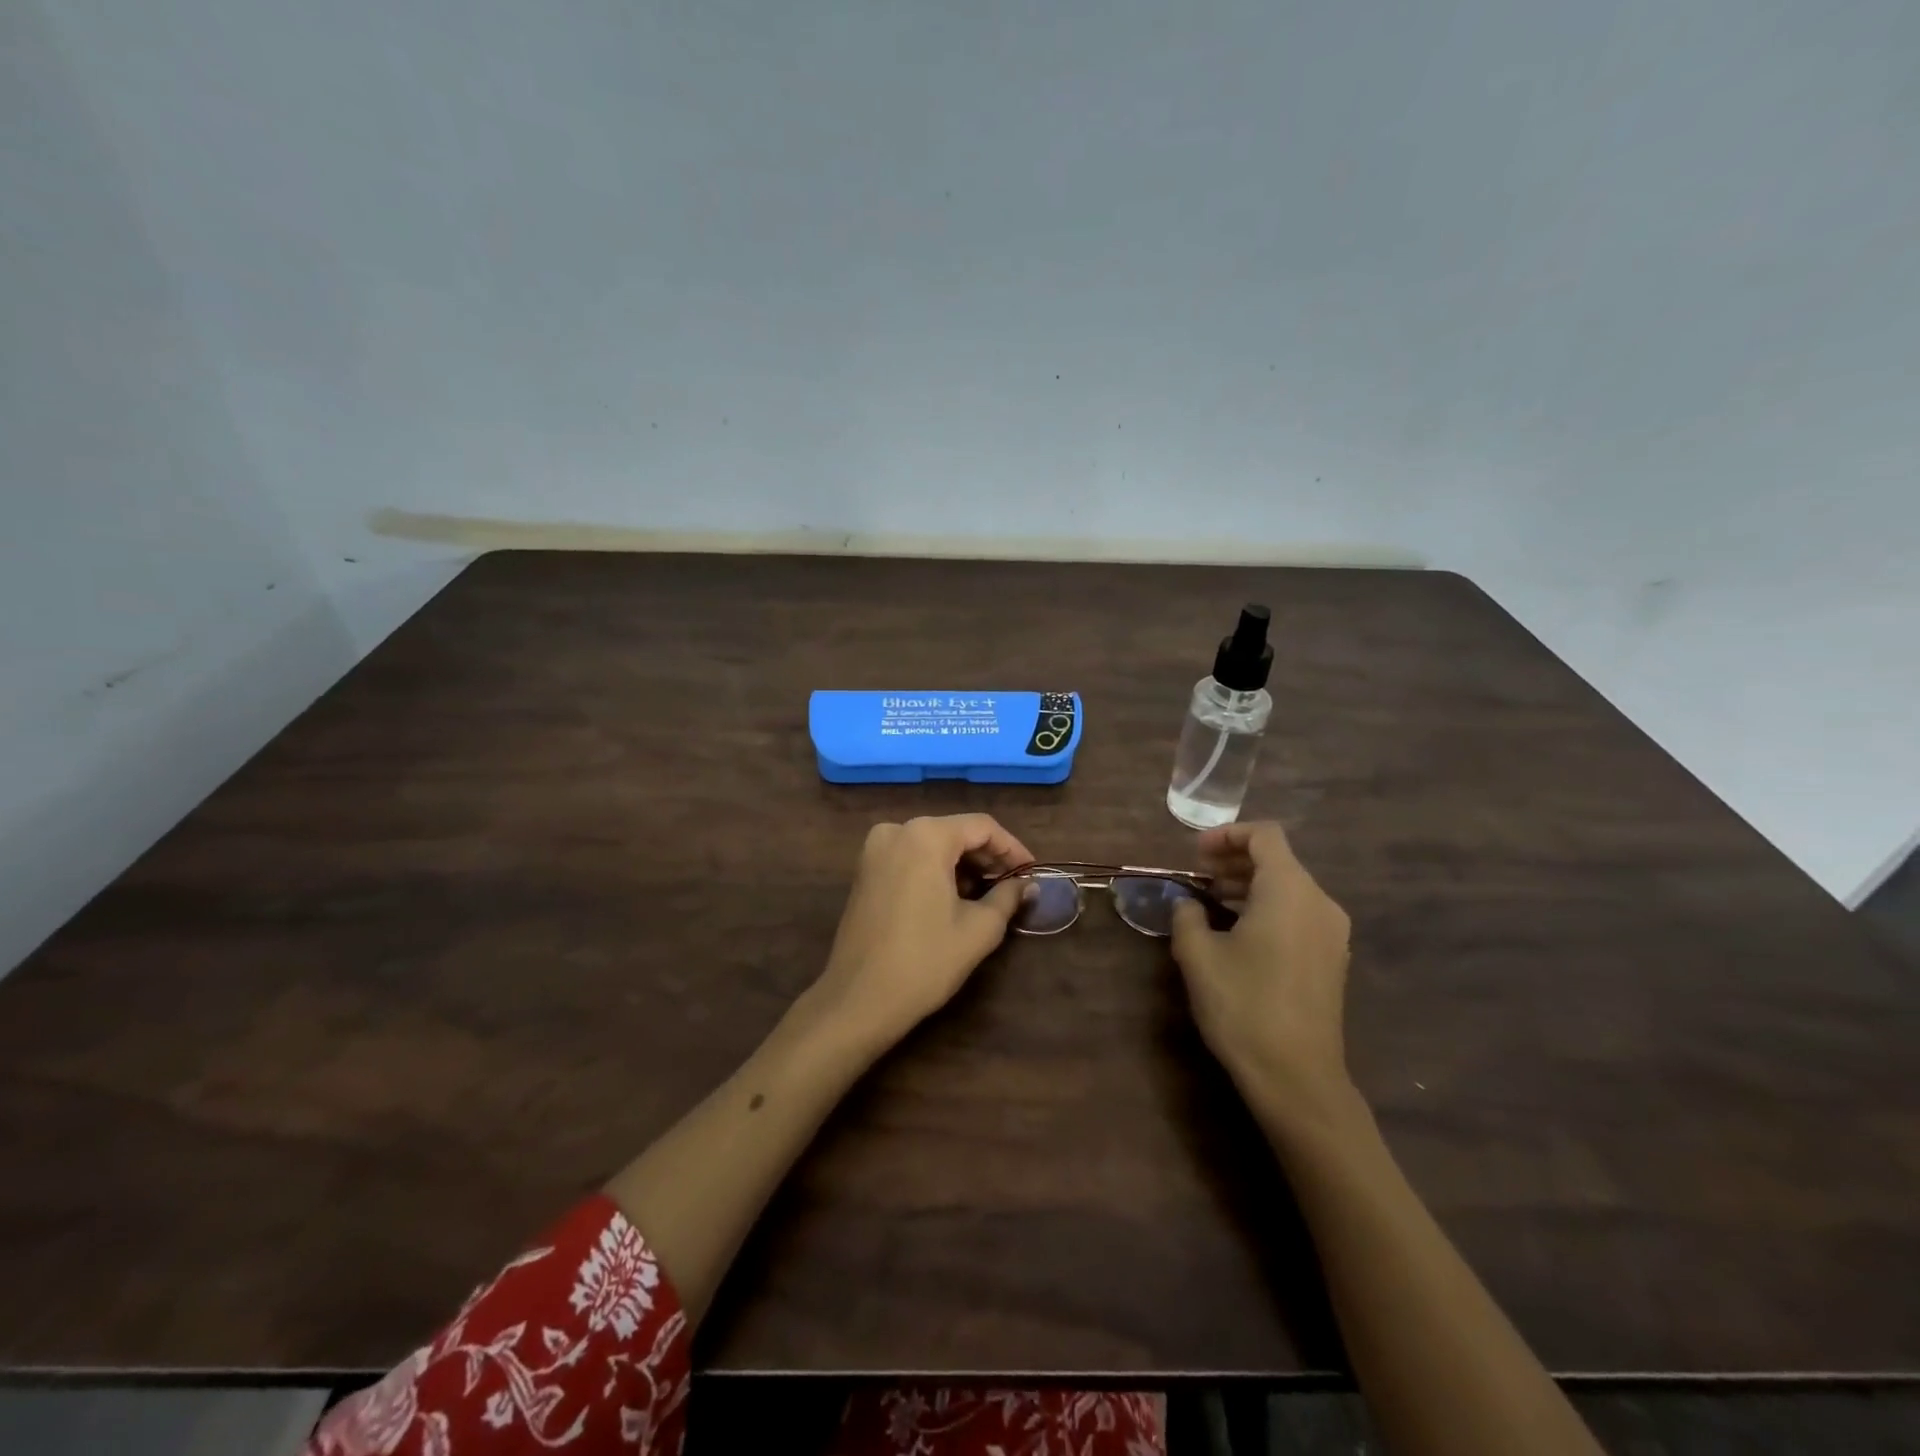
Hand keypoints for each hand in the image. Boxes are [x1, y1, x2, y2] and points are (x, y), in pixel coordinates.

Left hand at [809, 814, 1032, 1052]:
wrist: (859, 999)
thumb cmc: (925, 961)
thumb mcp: (979, 929)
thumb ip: (1007, 897)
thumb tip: (1027, 885)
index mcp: (926, 836)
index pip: (982, 827)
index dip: (1012, 848)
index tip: (1032, 872)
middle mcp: (897, 830)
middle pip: (955, 831)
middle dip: (987, 856)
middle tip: (1013, 885)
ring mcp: (875, 849)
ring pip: (932, 844)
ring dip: (962, 864)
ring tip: (987, 894)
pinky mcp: (864, 871)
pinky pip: (910, 857)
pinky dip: (935, 869)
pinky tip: (953, 896)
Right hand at [1170, 821, 1355, 1128]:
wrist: (1296, 1077)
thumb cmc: (1243, 1006)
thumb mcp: (1197, 956)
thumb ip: (1187, 916)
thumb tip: (1188, 905)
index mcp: (1289, 890)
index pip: (1264, 835)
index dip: (1227, 835)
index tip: (1195, 855)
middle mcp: (1319, 902)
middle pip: (1278, 860)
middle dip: (1235, 862)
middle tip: (1198, 878)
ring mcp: (1332, 933)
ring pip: (1289, 888)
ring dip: (1250, 887)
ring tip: (1213, 905)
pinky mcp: (1333, 959)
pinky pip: (1299, 914)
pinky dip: (1268, 909)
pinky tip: (1240, 935)